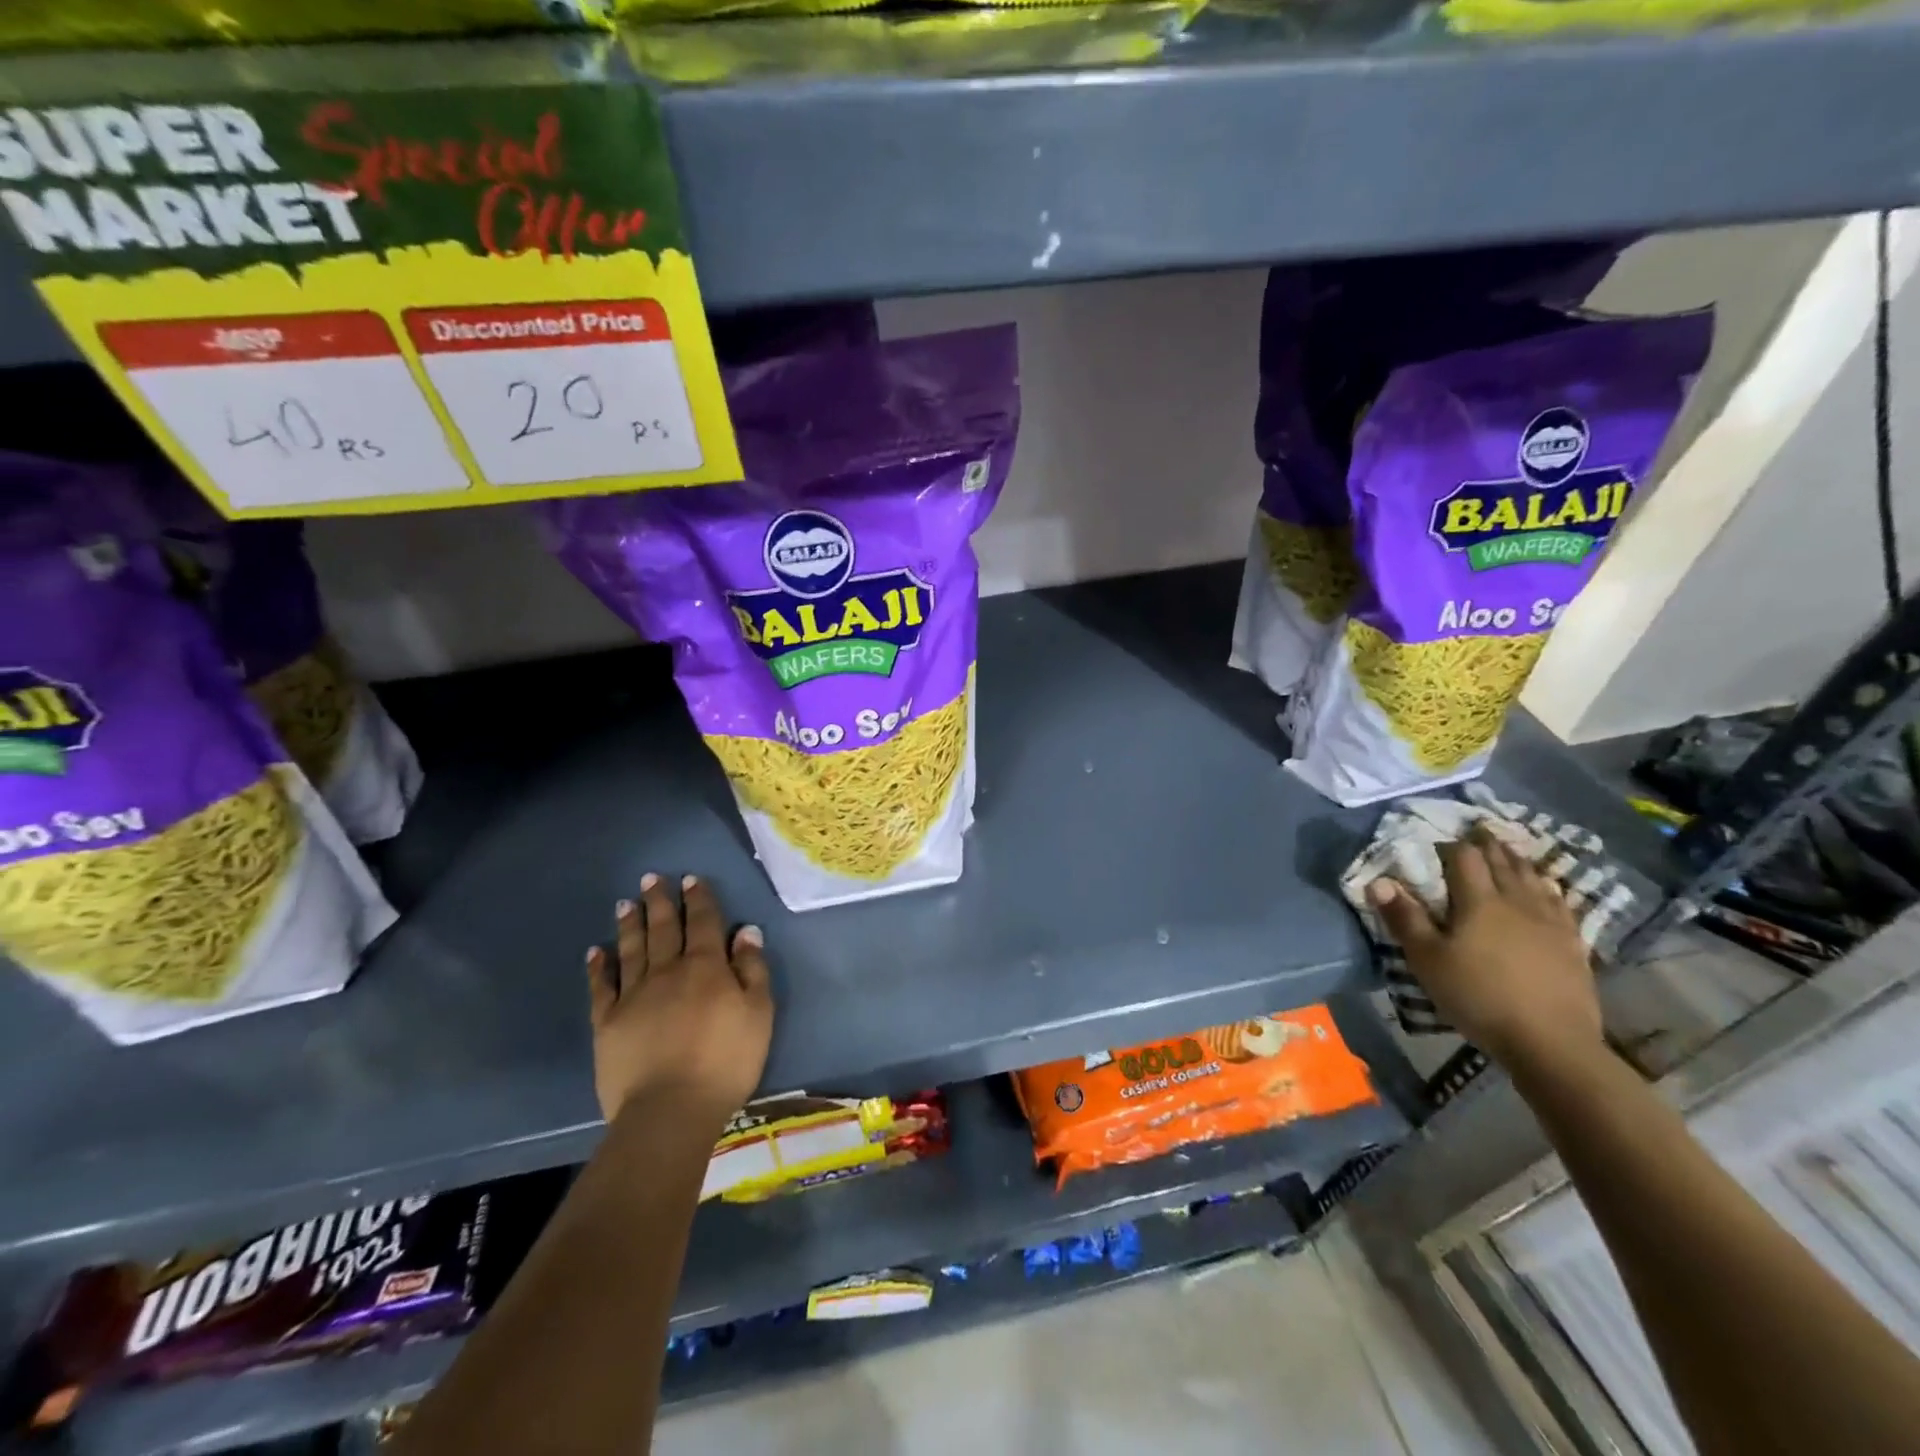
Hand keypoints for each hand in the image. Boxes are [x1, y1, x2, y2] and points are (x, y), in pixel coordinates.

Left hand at [585, 873, 773, 1127]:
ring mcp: (633, 996)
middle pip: (664, 928)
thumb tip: (746, 931)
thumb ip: (752, 969)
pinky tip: (596, 952)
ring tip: (626, 903)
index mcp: (706, 967)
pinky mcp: (608, 1022)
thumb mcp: (758, 1013)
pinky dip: (599, 967)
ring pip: (632, 950)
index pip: (703, 923)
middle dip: (660, 901)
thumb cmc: (726, 1061)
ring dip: (630, 924)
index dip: (699, 899)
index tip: (691, 879)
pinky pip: (602, 987)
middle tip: (652, 878)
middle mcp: (668, 971)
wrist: (670, 1109)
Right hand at [1366, 826, 1601, 1072]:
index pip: (1465, 858)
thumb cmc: (1478, 997)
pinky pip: (1558, 904)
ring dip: (1518, 861)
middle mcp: (1516, 902)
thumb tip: (1377, 880)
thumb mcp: (1427, 960)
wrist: (1551, 1043)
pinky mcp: (1572, 945)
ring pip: (1533, 879)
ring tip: (1510, 851)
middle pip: (1502, 863)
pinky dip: (1547, 888)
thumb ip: (1404, 918)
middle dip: (1488, 845)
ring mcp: (1550, 922)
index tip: (1441, 840)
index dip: (1452, 845)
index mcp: (1479, 901)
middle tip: (1478, 831)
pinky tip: (1547, 890)